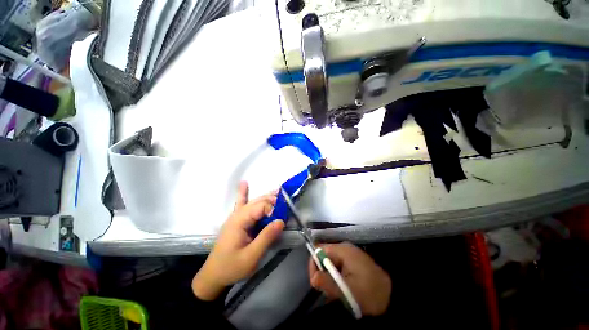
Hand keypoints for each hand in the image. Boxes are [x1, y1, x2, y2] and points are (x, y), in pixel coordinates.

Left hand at [192, 182, 284, 299]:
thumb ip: (266, 237)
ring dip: (266, 197)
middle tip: (285, 204)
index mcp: (239, 221)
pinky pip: (241, 203)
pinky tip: (244, 184)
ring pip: (253, 202)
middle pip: (258, 202)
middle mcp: (237, 214)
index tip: (282, 219)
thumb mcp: (251, 256)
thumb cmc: (232, 267)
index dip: (273, 210)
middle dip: (272, 201)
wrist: (213, 276)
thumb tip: (281, 221)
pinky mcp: (236, 220)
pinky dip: (244, 193)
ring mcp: (235, 216)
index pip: (261, 207)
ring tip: (278, 192)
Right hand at [309, 242, 391, 315]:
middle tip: (326, 291)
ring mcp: (349, 256)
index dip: (314, 263)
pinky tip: (342, 291)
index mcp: (343, 250)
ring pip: (330, 264)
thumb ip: (328, 283)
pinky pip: (338, 268)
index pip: (319, 249)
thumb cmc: (370, 293)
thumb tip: (313, 278)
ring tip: (336, 294)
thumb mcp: (348, 290)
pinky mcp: (353, 264)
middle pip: (324, 256)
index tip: (315, 281)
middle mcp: (345, 249)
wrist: (393, 298)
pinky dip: (336, 279)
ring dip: (329, 278)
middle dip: (322, 273)